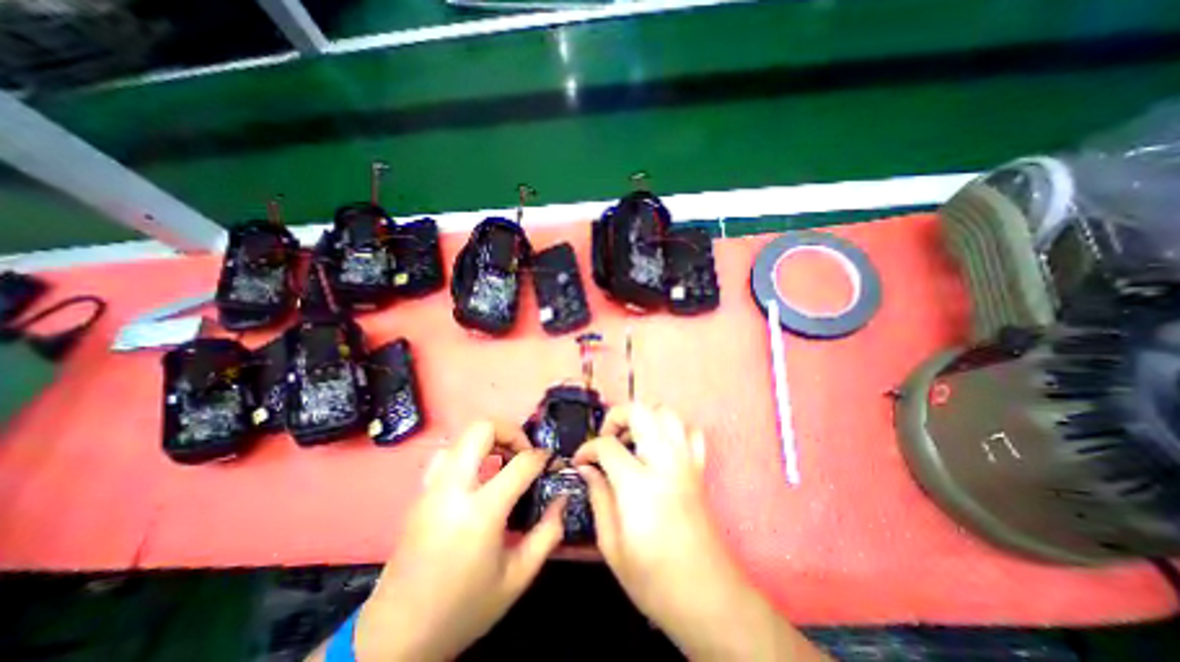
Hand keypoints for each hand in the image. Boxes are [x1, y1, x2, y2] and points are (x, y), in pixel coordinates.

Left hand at [350, 421, 560, 659]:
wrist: (396, 638)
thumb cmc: (464, 609)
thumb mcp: (518, 577)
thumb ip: (548, 532)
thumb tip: (562, 497)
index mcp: (480, 512)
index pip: (520, 463)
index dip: (542, 456)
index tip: (551, 461)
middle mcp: (452, 489)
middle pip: (482, 428)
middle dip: (511, 431)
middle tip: (525, 452)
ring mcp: (431, 488)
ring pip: (462, 437)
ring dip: (489, 440)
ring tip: (504, 461)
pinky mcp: (420, 494)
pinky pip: (448, 455)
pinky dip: (469, 453)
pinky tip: (479, 476)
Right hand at [577, 406, 822, 660]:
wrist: (709, 598)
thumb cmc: (655, 579)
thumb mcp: (612, 546)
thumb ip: (598, 498)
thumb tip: (587, 468)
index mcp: (638, 485)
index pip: (607, 445)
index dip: (587, 449)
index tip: (580, 461)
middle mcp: (664, 463)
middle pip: (640, 411)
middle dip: (616, 416)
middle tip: (606, 439)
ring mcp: (686, 462)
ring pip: (666, 413)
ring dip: (644, 417)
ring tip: (631, 440)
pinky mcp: (699, 468)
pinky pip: (690, 431)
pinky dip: (672, 430)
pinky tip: (660, 447)